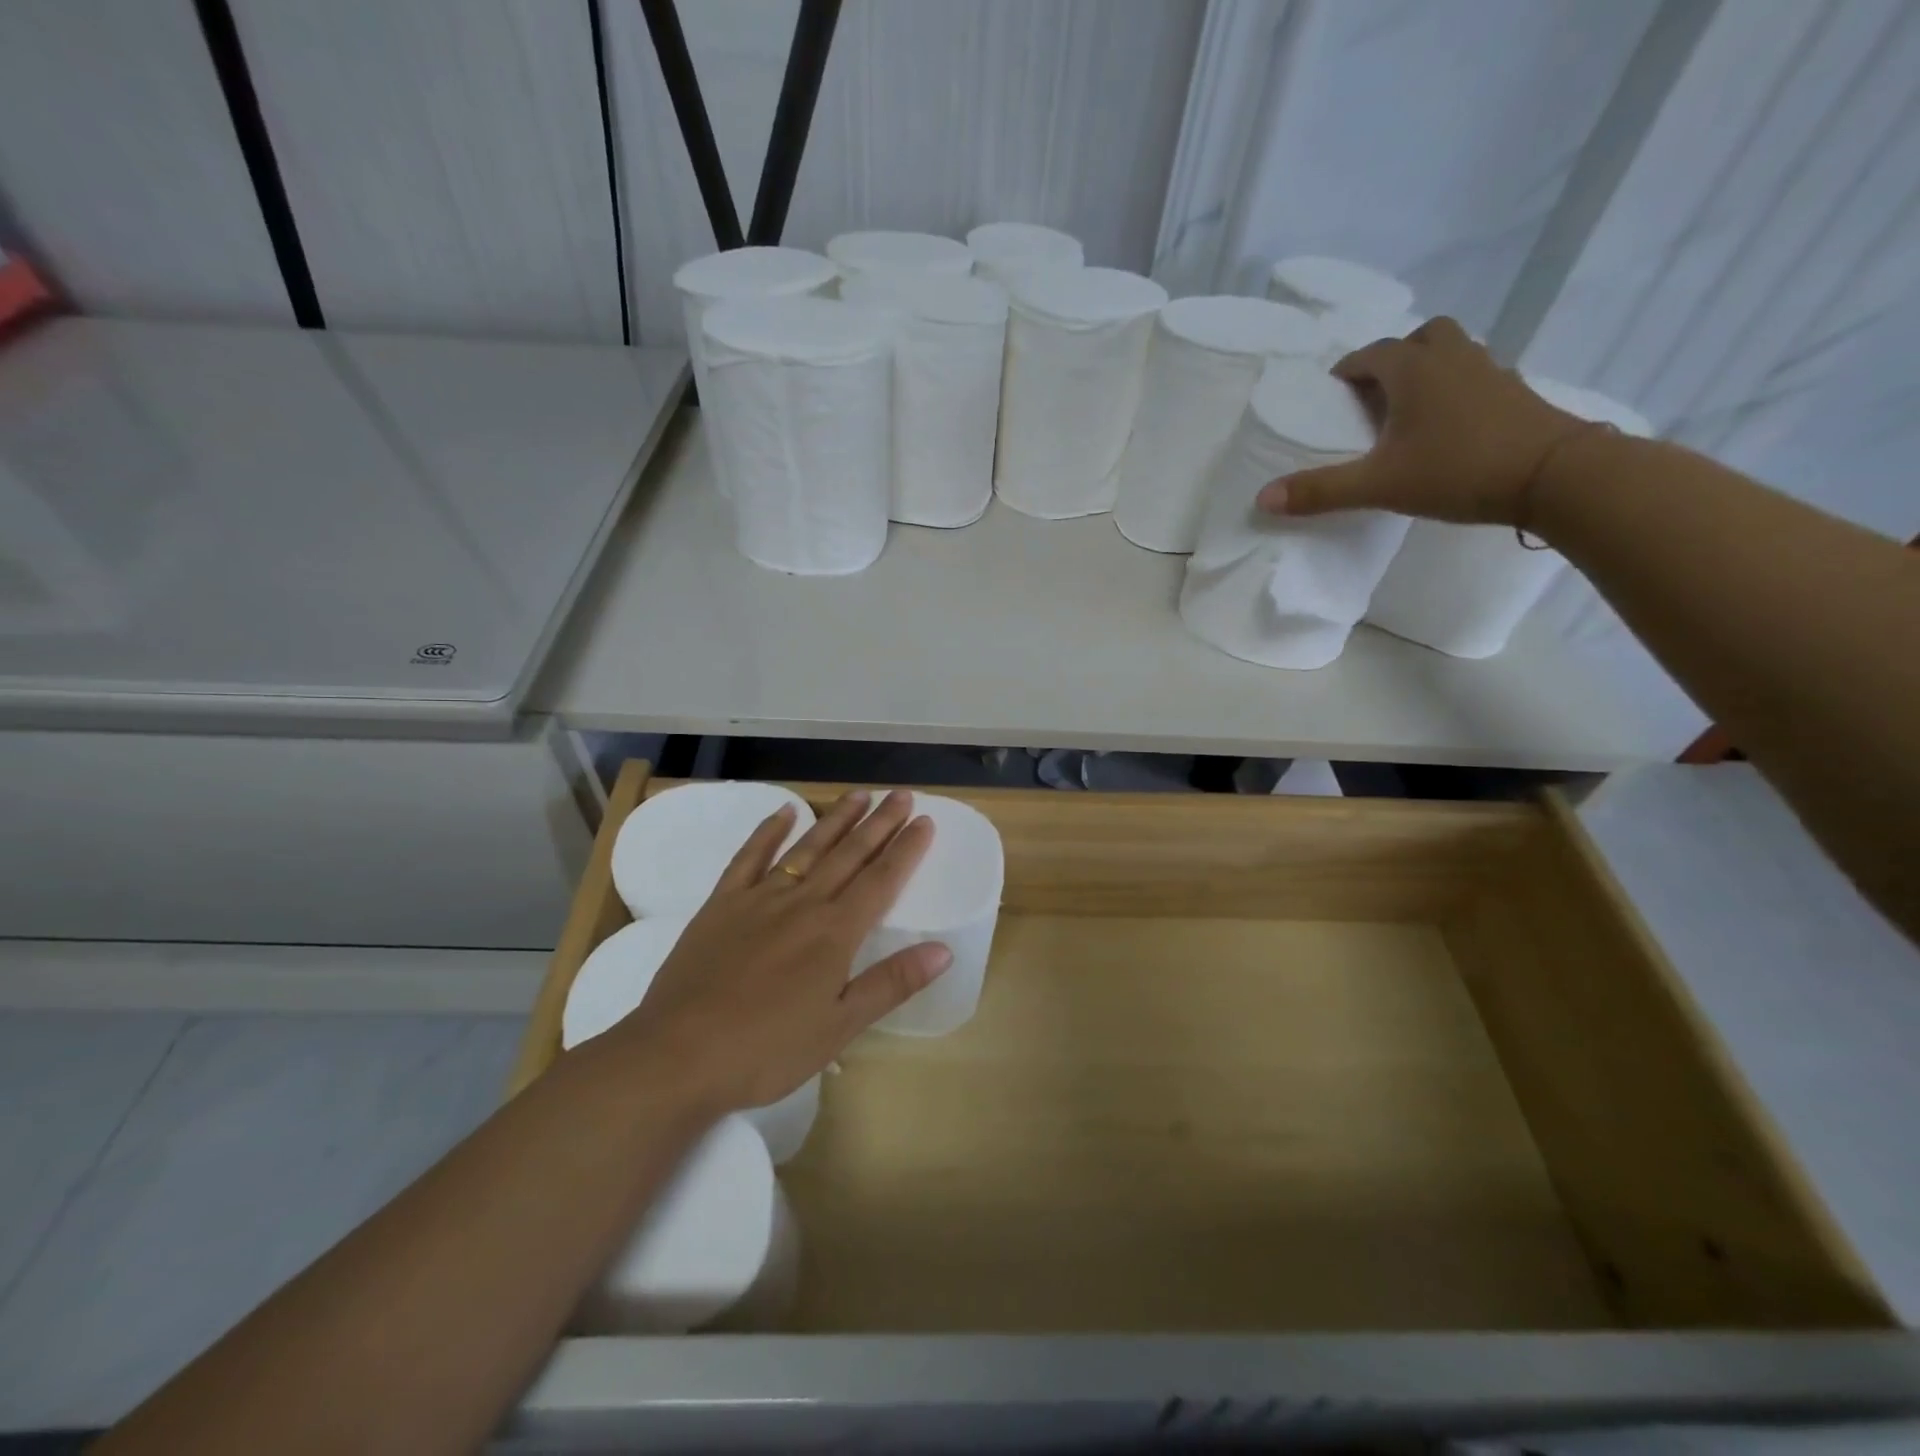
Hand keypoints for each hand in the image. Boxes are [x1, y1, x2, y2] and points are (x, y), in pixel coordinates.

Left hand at [601, 789, 945, 1115]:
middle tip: (902, 794)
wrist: (678, 1055)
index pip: (881, 880)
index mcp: (835, 933)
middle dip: (880, 823)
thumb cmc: (766, 1050)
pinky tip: (784, 811)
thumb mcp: (839, 1027)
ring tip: (859, 795)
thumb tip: (944, 950)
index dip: (906, 850)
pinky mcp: (722, 904)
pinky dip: (768, 831)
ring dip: (835, 819)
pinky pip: (749, 857)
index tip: (925, 821)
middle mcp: (803, 903)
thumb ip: (891, 983)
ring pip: (807, 847)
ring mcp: (759, 898)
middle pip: (849, 854)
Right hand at [1256, 317, 1586, 526]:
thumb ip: (1320, 491)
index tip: (1332, 395)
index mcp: (1414, 370)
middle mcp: (1453, 358)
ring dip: (1427, 370)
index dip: (1348, 371)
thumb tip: (1262, 499)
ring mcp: (1490, 371)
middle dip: (1394, 358)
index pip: (1372, 354)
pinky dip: (1455, 389)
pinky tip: (1446, 427)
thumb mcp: (1378, 486)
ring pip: (1452, 352)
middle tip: (1375, 395)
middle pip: (1421, 337)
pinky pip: (1476, 376)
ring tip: (1408, 411)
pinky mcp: (1515, 392)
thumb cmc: (1457, 470)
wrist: (1554, 474)